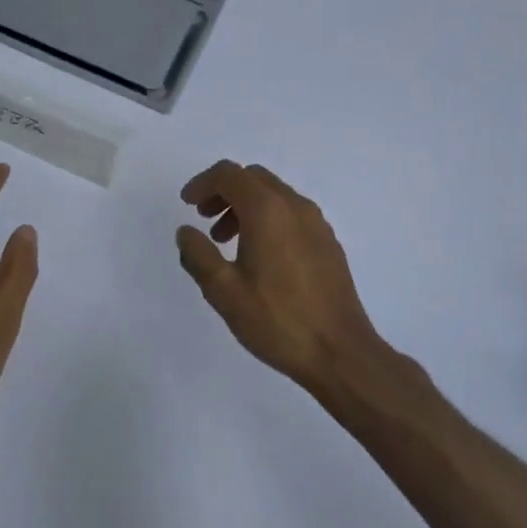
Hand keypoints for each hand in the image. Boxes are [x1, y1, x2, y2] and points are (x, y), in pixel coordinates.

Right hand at [176, 161, 382, 390]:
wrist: (341, 353)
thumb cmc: (277, 320)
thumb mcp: (224, 292)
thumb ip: (198, 255)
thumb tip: (186, 232)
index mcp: (267, 210)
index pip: (229, 174)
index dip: (202, 183)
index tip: (187, 205)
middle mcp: (294, 205)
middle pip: (252, 178)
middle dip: (224, 191)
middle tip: (205, 220)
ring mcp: (316, 222)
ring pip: (273, 194)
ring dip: (245, 206)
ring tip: (227, 242)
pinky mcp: (328, 241)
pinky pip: (291, 213)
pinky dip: (268, 218)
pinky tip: (260, 257)